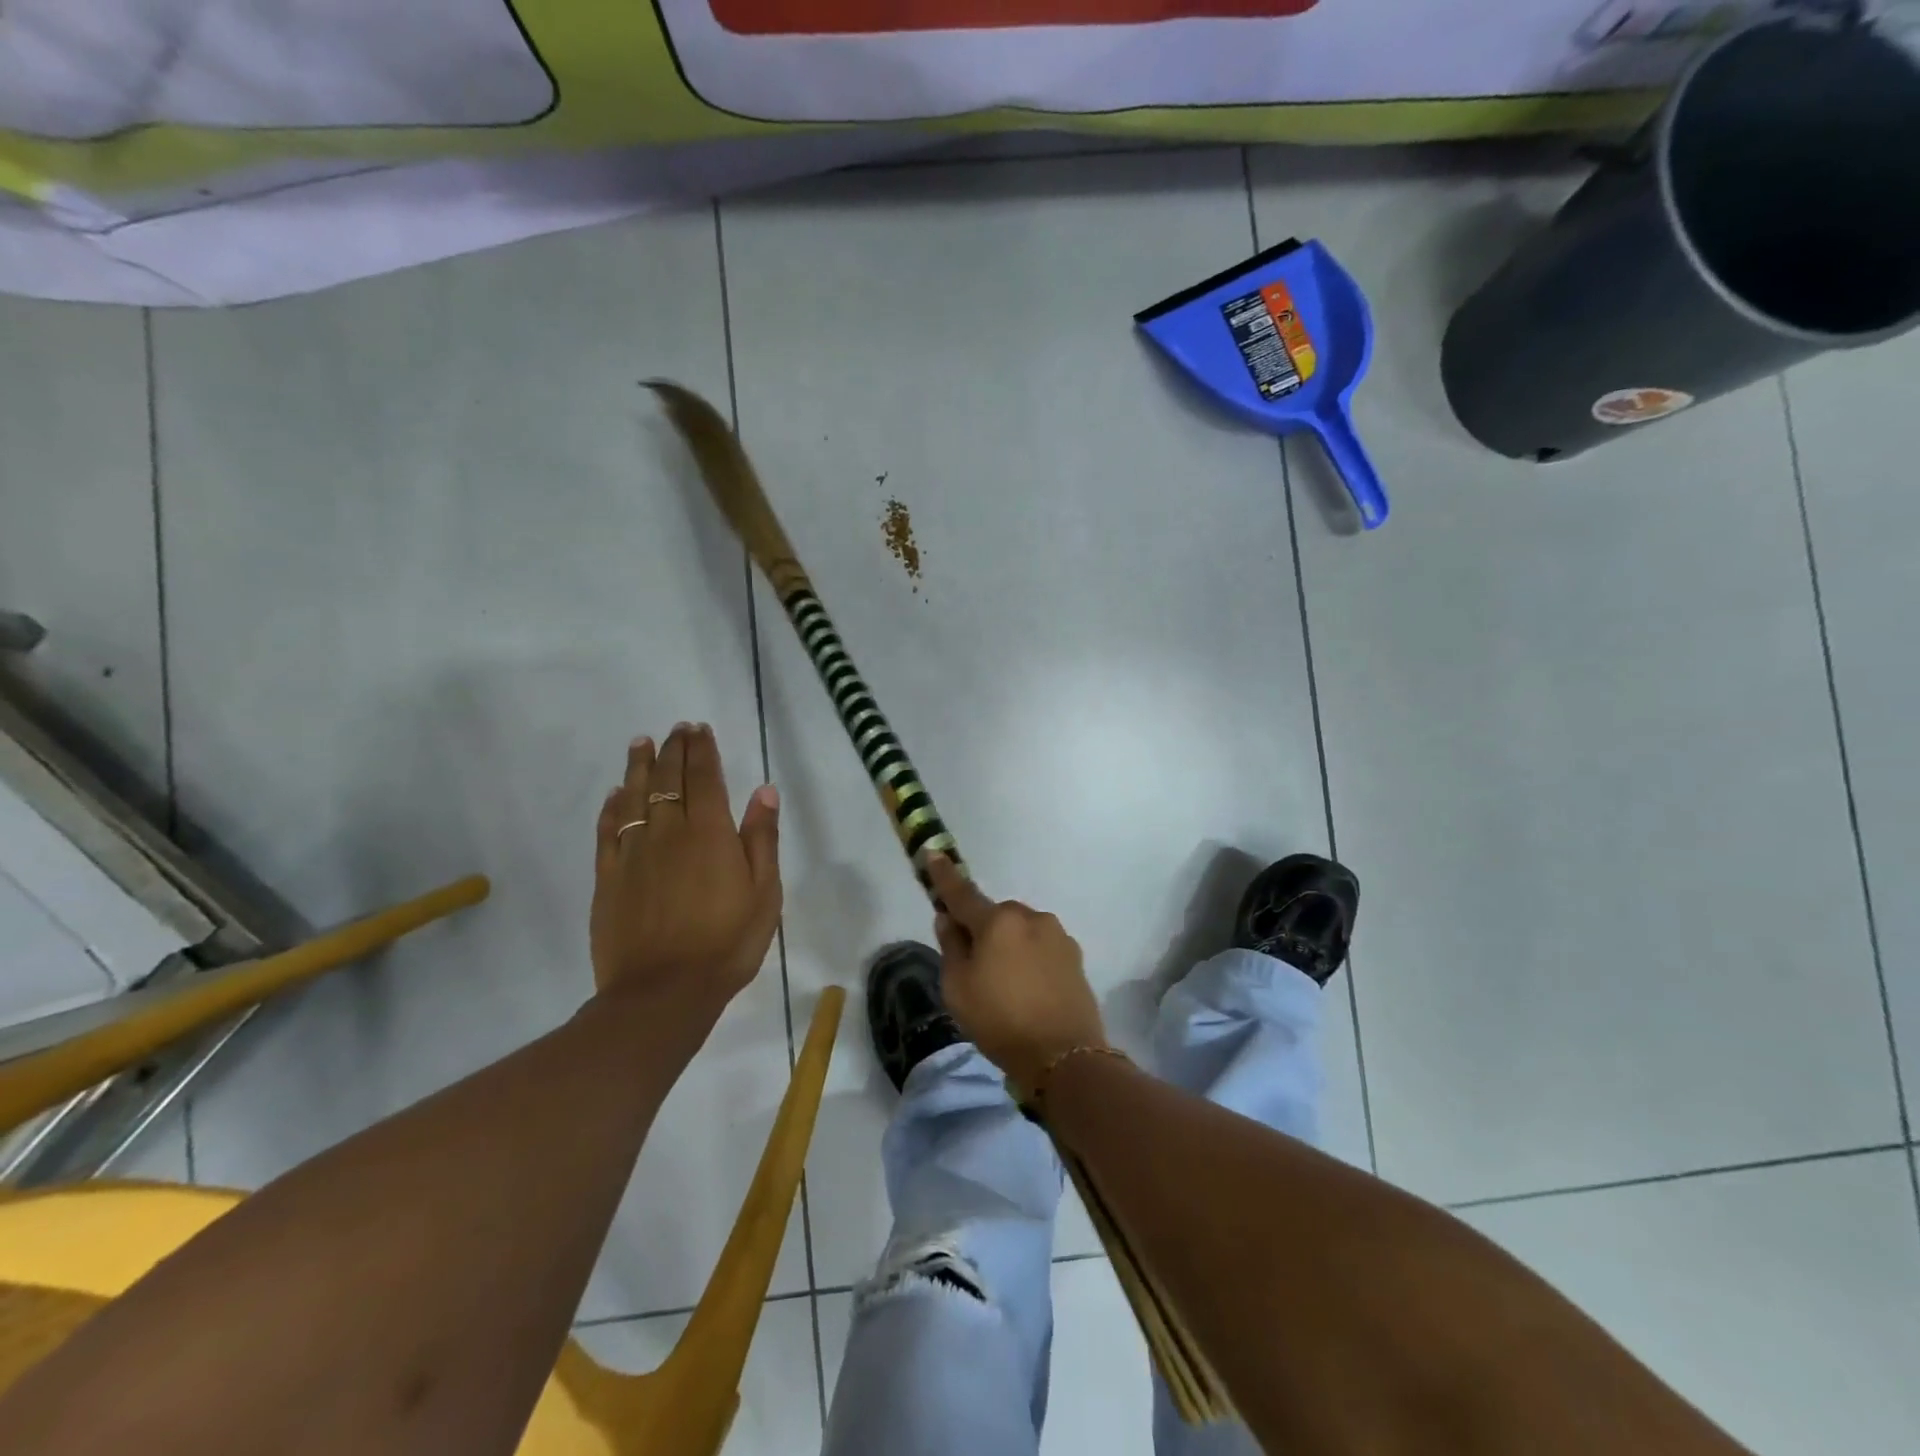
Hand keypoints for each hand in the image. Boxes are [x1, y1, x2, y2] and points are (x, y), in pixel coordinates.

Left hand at [590, 723, 781, 1022]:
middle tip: (676, 729)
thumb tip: (763, 790)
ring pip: (634, 797)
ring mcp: (633, 853)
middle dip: (673, 750)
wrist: (663, 993)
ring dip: (639, 766)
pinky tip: (615, 794)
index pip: (703, 777)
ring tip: (641, 743)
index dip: (701, 750)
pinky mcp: (608, 877)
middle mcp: (668, 832)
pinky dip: (612, 806)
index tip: (699, 729)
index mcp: (709, 833)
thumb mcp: (764, 893)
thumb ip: (762, 838)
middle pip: (668, 780)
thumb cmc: (726, 943)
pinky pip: (608, 830)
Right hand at [927, 856, 1107, 1096]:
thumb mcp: (958, 988)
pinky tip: (1028, 989)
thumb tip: (949, 919)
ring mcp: (1057, 935)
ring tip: (1005, 986)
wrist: (1064, 1056)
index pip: (963, 893)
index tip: (933, 853)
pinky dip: (1029, 959)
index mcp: (998, 921)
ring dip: (1009, 946)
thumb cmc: (1000, 1020)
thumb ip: (951, 946)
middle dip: (982, 930)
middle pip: (995, 916)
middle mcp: (1030, 917)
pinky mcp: (1074, 956)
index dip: (944, 876)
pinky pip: (1041, 948)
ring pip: (1021, 931)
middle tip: (973, 966)